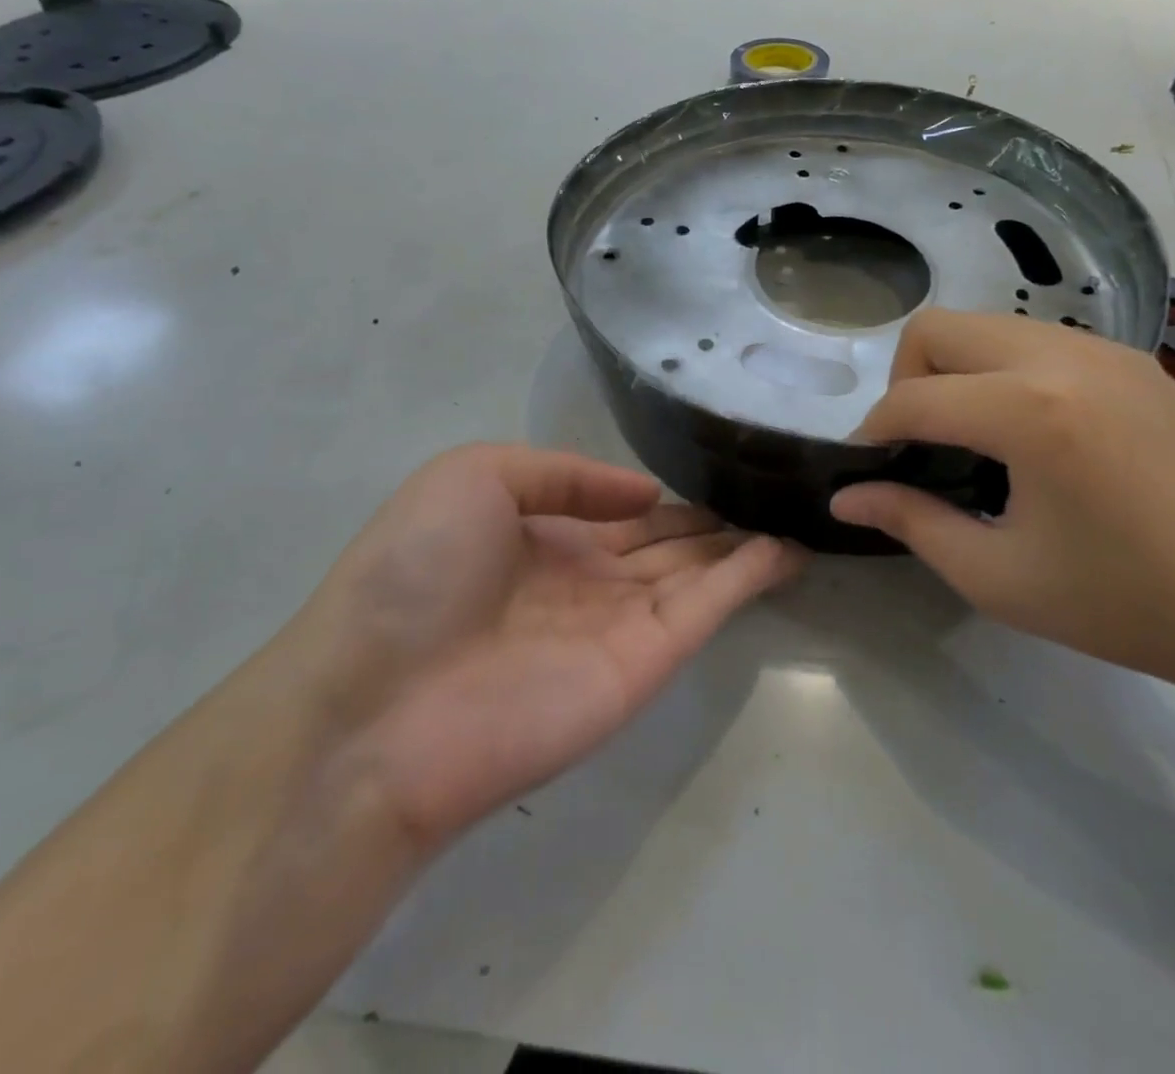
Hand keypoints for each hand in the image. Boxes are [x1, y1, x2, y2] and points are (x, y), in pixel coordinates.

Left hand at [305, 445, 804, 847]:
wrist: (378, 706)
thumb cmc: (413, 572)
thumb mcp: (473, 477)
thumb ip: (564, 474)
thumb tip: (645, 493)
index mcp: (540, 536)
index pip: (620, 511)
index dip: (666, 494)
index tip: (717, 468)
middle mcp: (584, 579)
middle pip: (666, 543)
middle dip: (713, 520)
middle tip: (772, 489)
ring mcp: (617, 624)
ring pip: (696, 574)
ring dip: (743, 545)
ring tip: (796, 512)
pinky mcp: (644, 664)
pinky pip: (706, 609)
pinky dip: (748, 579)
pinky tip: (787, 548)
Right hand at [829, 310, 1174, 689]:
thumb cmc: (1130, 604)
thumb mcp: (1000, 577)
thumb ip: (912, 524)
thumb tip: (846, 497)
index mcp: (1029, 412)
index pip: (911, 399)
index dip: (872, 433)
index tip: (867, 471)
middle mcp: (1062, 358)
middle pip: (938, 329)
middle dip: (907, 381)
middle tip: (921, 447)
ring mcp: (1105, 351)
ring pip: (988, 325)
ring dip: (956, 371)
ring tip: (974, 440)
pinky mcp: (1134, 362)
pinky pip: (1037, 341)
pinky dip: (1005, 372)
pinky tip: (1032, 436)